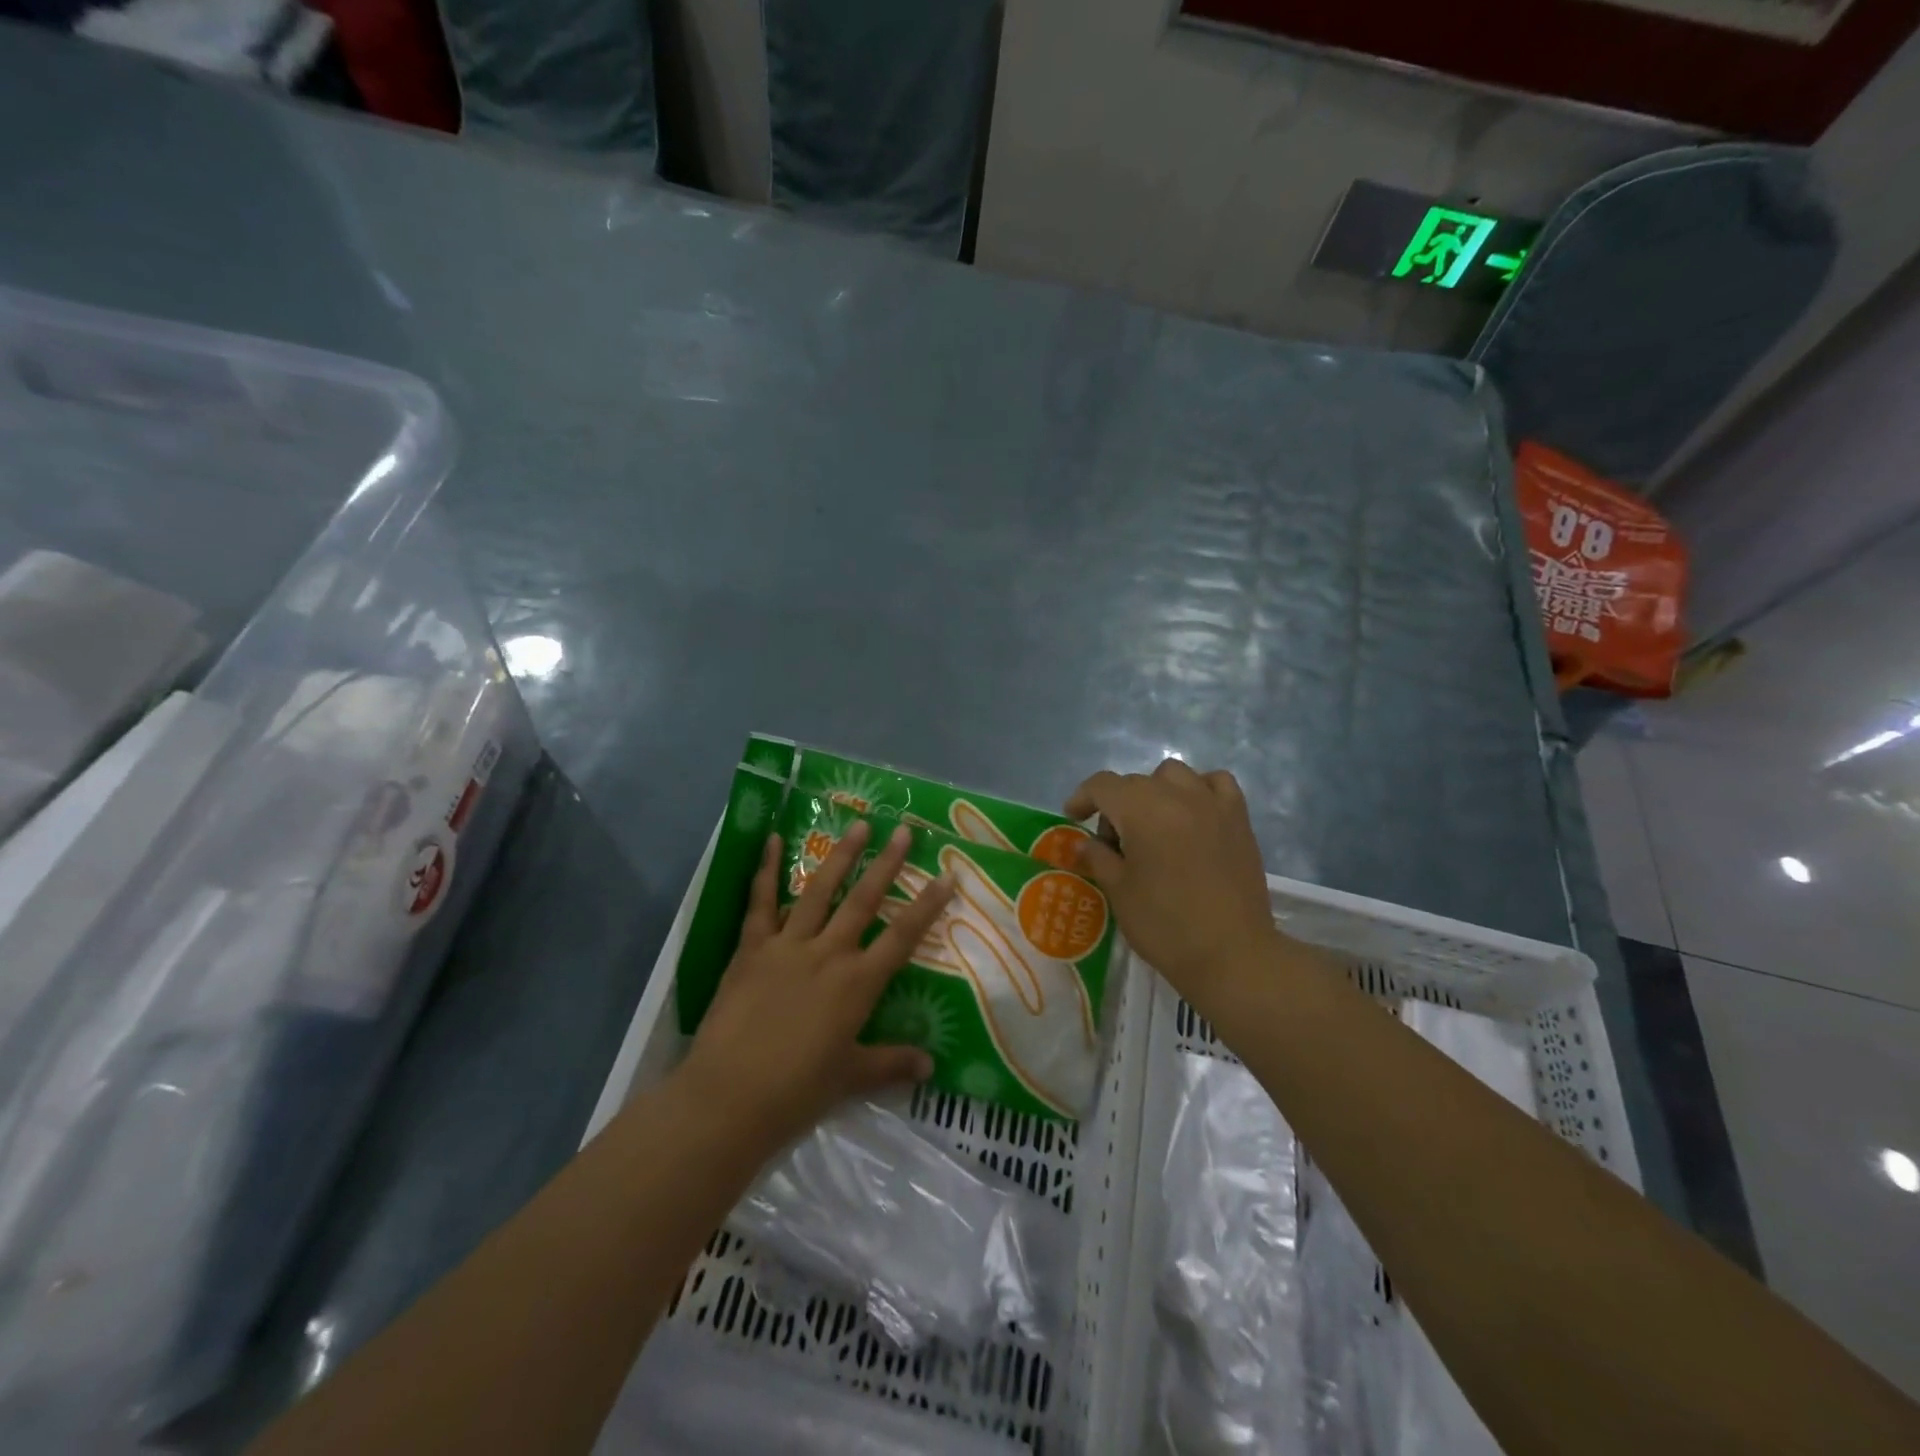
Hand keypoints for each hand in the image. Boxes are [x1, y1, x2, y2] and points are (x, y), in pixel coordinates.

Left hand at [677, 820, 955, 1155]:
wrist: (729, 1097)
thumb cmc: (797, 1091)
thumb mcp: (850, 1078)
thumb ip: (892, 1064)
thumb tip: (932, 1066)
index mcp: (857, 984)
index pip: (902, 936)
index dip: (927, 906)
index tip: (946, 876)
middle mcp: (828, 954)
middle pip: (864, 901)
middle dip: (886, 864)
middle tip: (902, 830)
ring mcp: (787, 946)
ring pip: (819, 891)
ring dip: (840, 856)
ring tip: (857, 825)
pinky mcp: (752, 948)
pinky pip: (761, 902)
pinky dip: (766, 869)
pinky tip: (772, 839)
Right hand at [1065, 760, 1277, 1007]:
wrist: (1231, 954)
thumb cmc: (1165, 925)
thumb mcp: (1118, 892)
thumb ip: (1098, 858)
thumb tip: (1086, 843)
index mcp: (1142, 810)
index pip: (1103, 785)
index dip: (1082, 798)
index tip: (1074, 819)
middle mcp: (1177, 795)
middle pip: (1136, 782)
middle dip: (1117, 805)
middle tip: (1114, 845)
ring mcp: (1213, 803)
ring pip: (1175, 775)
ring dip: (1156, 792)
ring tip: (1154, 825)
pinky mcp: (1239, 819)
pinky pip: (1216, 783)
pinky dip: (1200, 789)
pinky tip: (1194, 813)